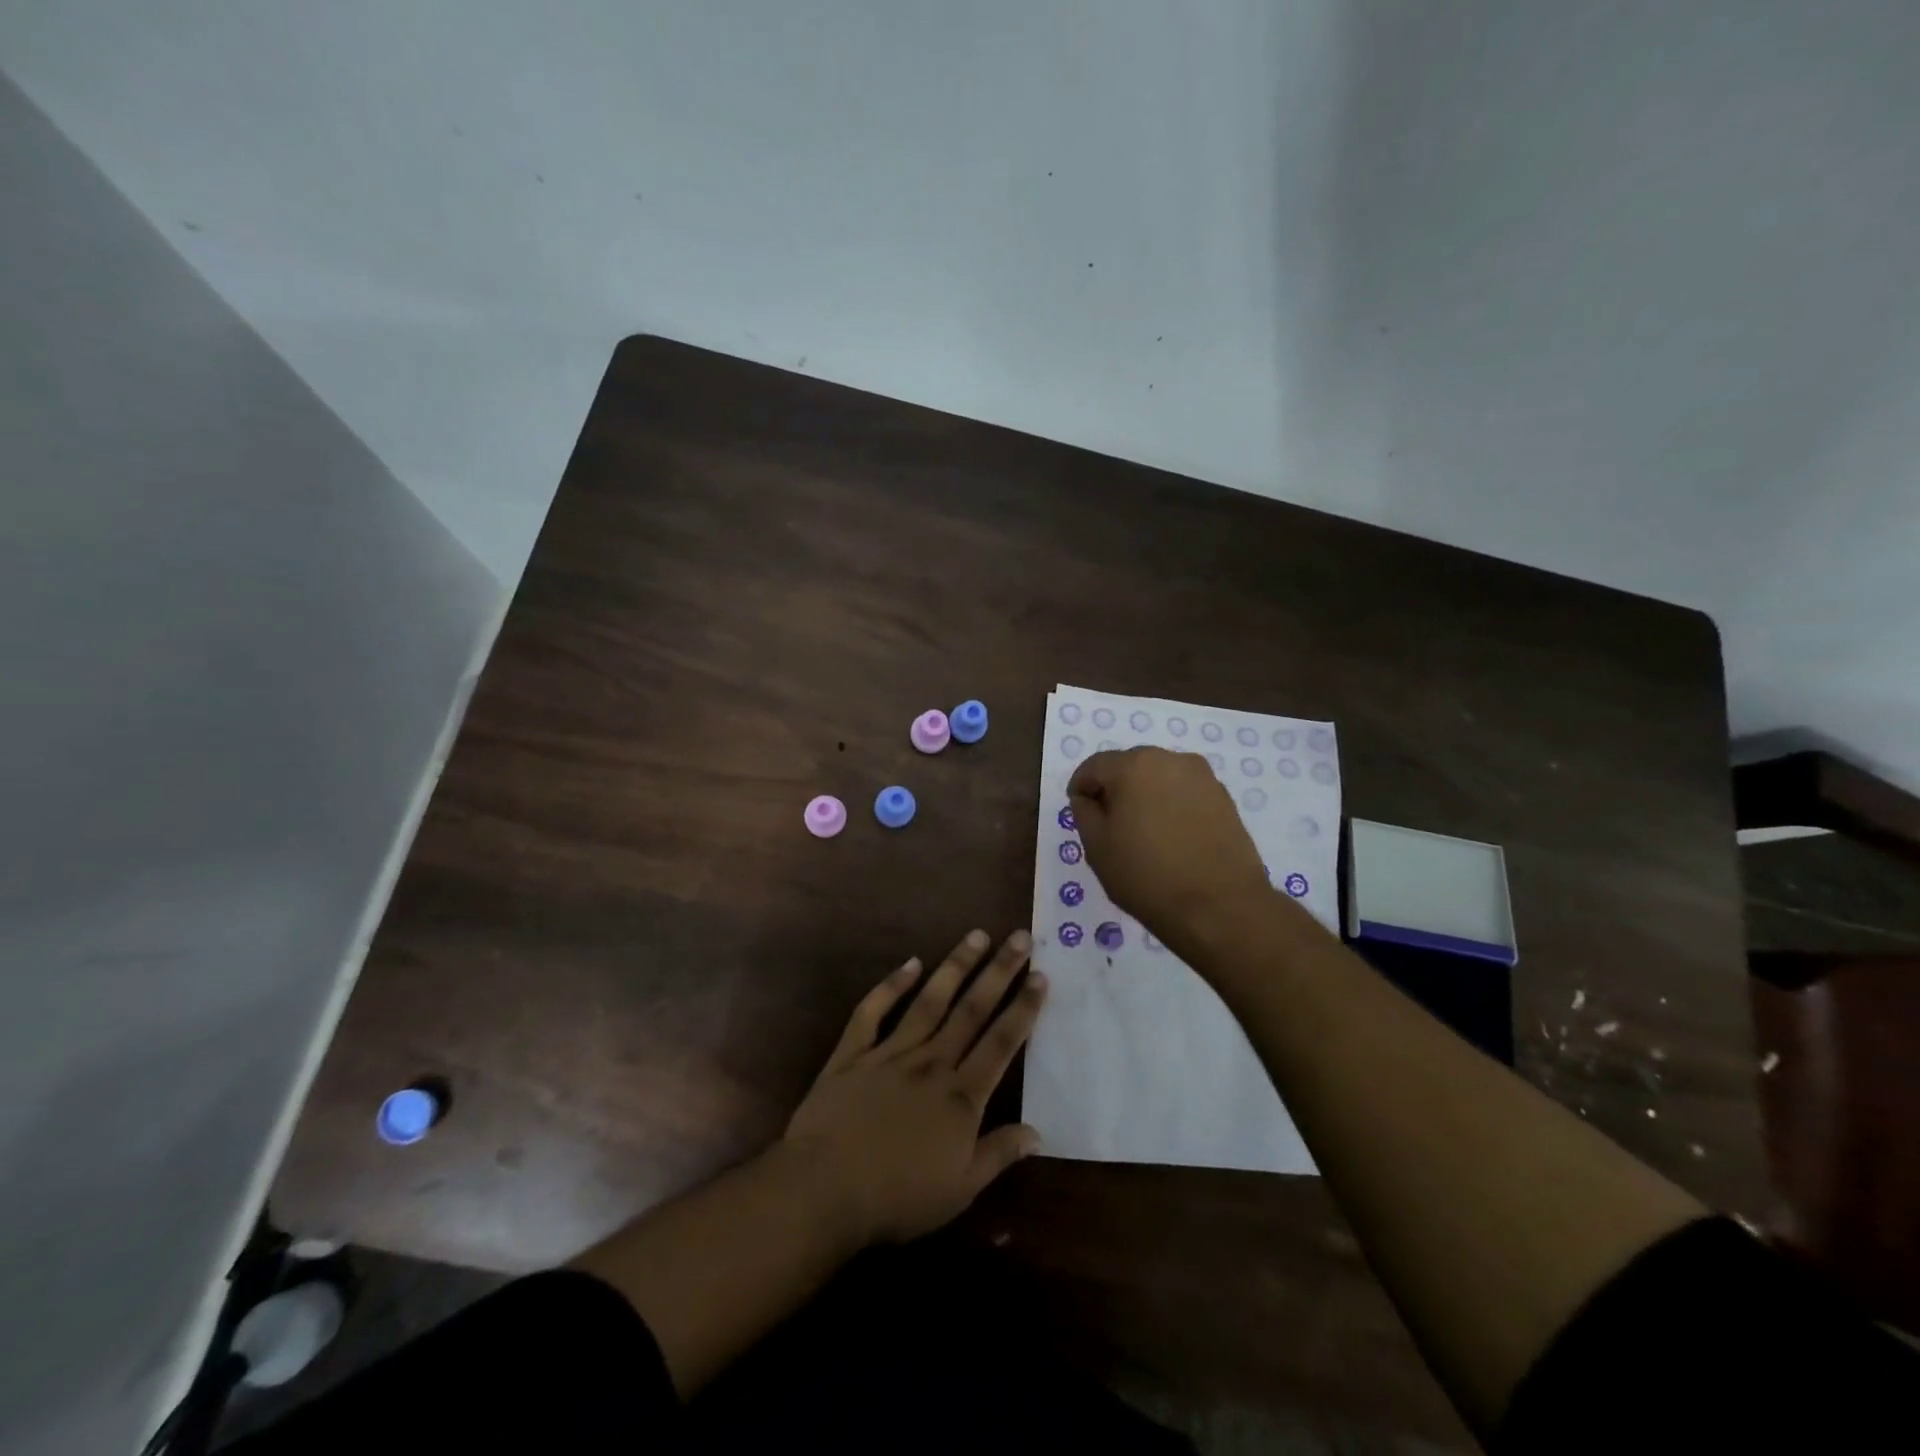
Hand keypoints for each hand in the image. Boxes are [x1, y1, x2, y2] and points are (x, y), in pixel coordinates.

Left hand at [781, 929, 1045, 1248]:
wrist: (824, 1189)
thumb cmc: (897, 1197)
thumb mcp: (960, 1189)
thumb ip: (999, 1155)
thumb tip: (1038, 1133)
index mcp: (960, 1095)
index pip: (1001, 1042)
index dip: (1023, 1008)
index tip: (1040, 975)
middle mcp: (931, 1062)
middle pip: (971, 1010)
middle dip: (999, 972)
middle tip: (1019, 937)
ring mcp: (890, 1052)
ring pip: (930, 1000)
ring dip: (955, 966)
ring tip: (976, 935)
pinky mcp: (853, 1052)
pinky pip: (873, 1011)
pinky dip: (890, 985)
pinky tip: (909, 963)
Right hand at [1068, 746, 1271, 939]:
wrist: (1220, 907)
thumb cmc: (1147, 876)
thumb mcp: (1097, 847)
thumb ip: (1084, 812)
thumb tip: (1087, 798)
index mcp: (1133, 765)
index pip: (1094, 766)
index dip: (1081, 787)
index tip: (1079, 811)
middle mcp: (1170, 759)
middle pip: (1129, 767)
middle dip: (1115, 790)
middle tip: (1110, 825)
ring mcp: (1203, 777)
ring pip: (1159, 779)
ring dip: (1145, 797)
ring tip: (1143, 833)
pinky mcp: (1224, 798)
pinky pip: (1185, 793)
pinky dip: (1171, 807)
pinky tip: (1171, 838)